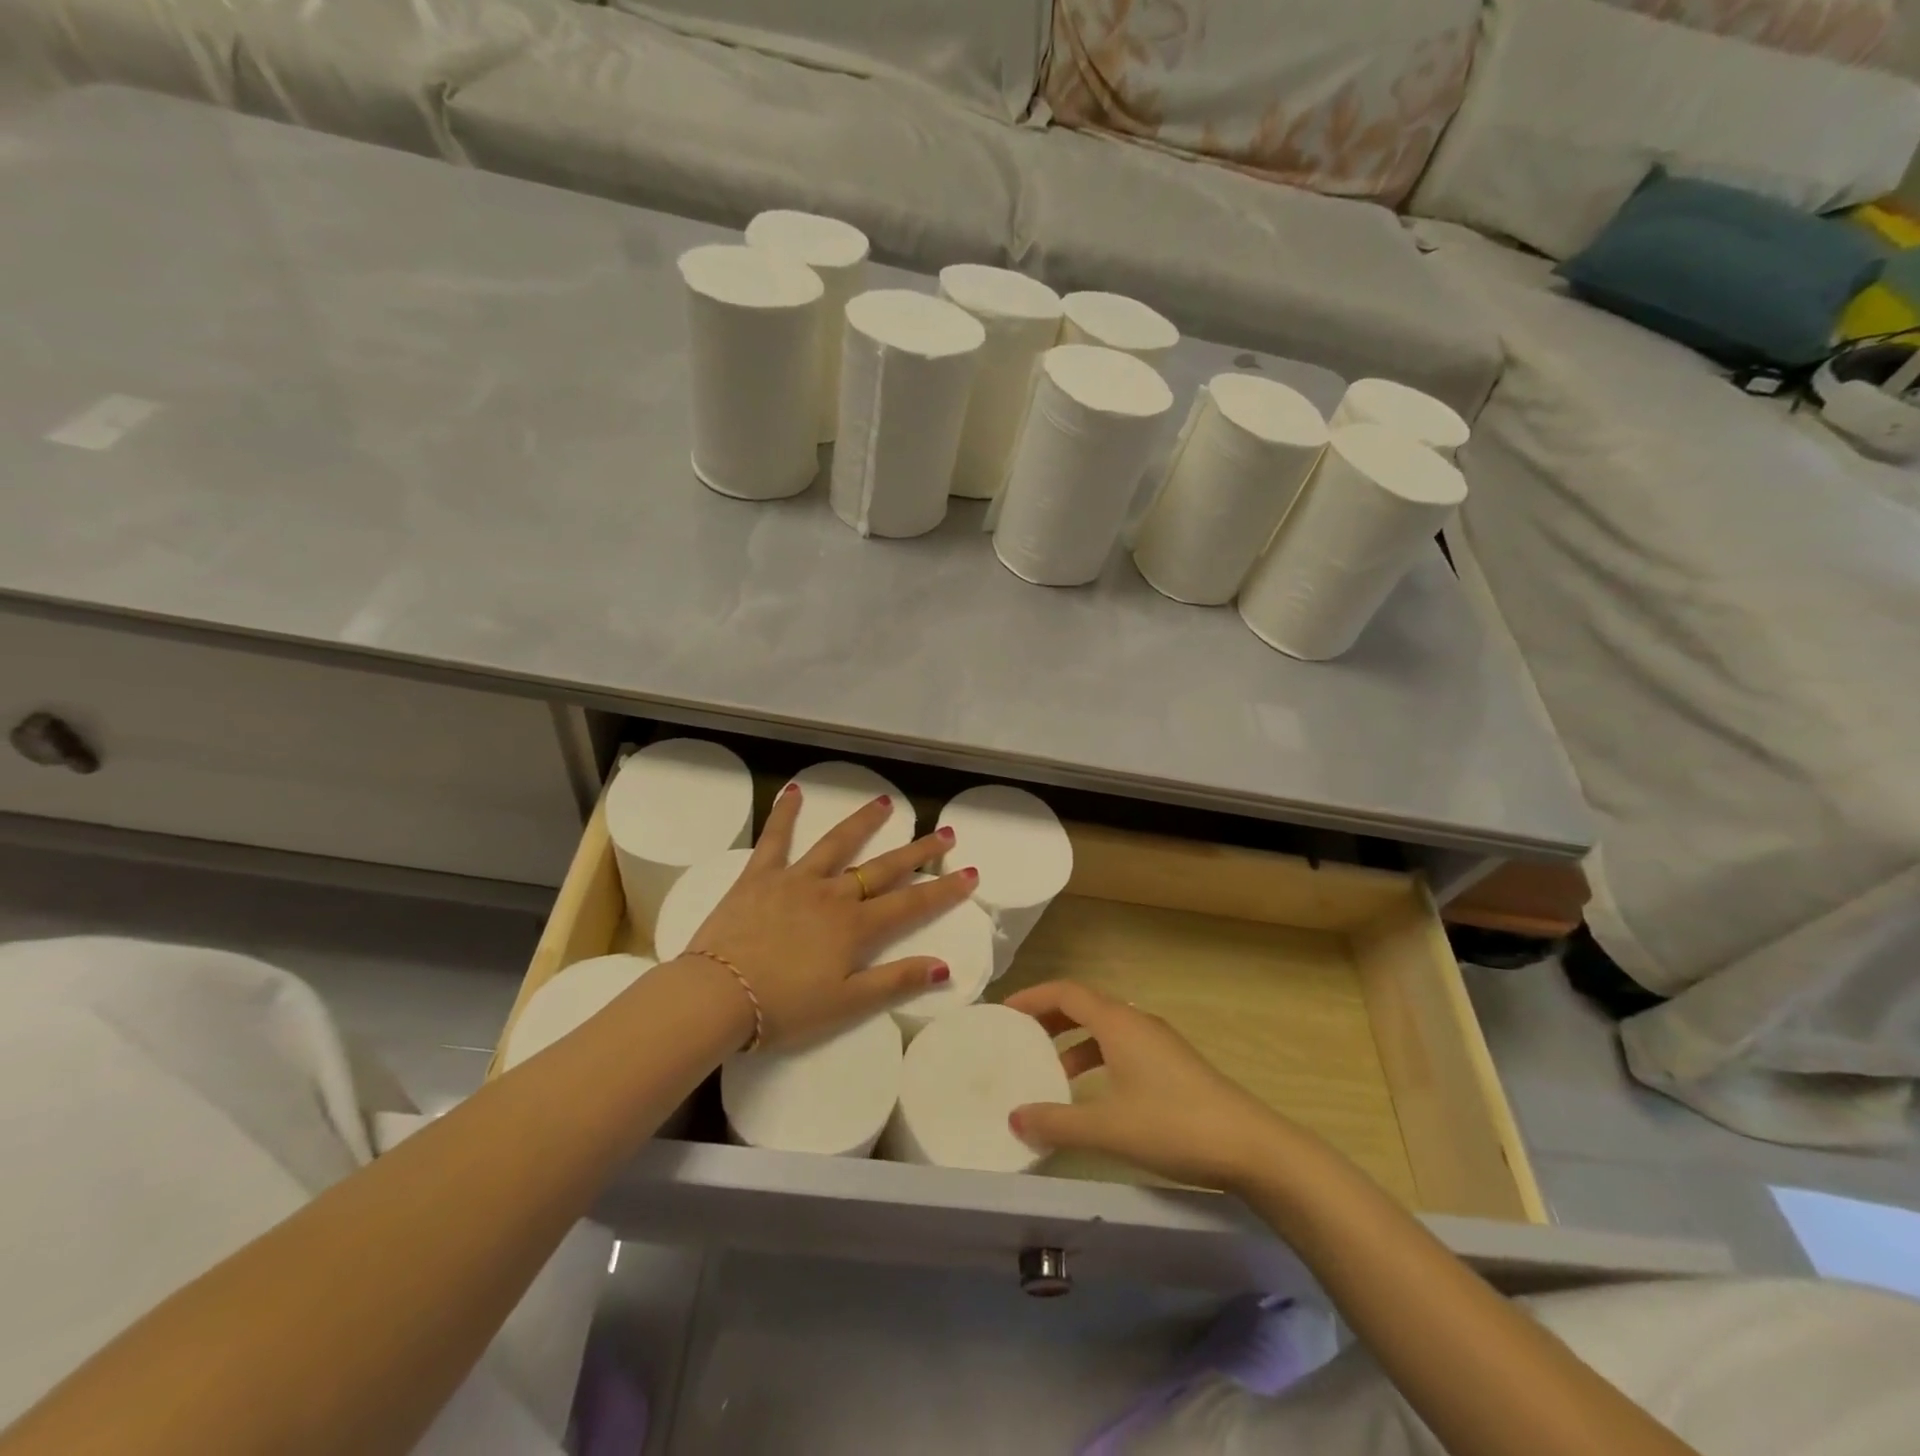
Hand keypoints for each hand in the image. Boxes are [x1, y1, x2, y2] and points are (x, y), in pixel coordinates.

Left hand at [684, 784, 974, 1050]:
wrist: (716, 996)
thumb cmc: (783, 1008)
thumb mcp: (846, 1004)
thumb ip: (895, 982)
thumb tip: (944, 966)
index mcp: (855, 927)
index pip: (911, 903)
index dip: (943, 889)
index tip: (970, 872)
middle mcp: (832, 894)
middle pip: (882, 868)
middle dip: (917, 851)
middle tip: (944, 832)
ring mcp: (795, 880)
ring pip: (837, 844)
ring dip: (864, 822)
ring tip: (885, 802)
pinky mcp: (759, 876)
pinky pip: (775, 838)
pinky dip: (786, 813)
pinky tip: (795, 791)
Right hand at [1005, 981, 1291, 1192]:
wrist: (1250, 1146)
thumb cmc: (1173, 1125)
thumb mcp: (1108, 1127)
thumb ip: (1057, 1122)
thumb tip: (1014, 1117)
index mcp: (1118, 1022)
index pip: (1066, 992)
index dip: (1033, 997)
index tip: (1005, 1011)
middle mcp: (1137, 1021)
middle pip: (1084, 1005)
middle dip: (1050, 1017)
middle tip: (1020, 1037)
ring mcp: (1158, 1042)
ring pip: (1105, 1027)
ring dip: (1074, 1041)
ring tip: (1051, 1071)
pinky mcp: (1173, 1063)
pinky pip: (1122, 1045)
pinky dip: (1097, 1057)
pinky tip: (1094, 1094)